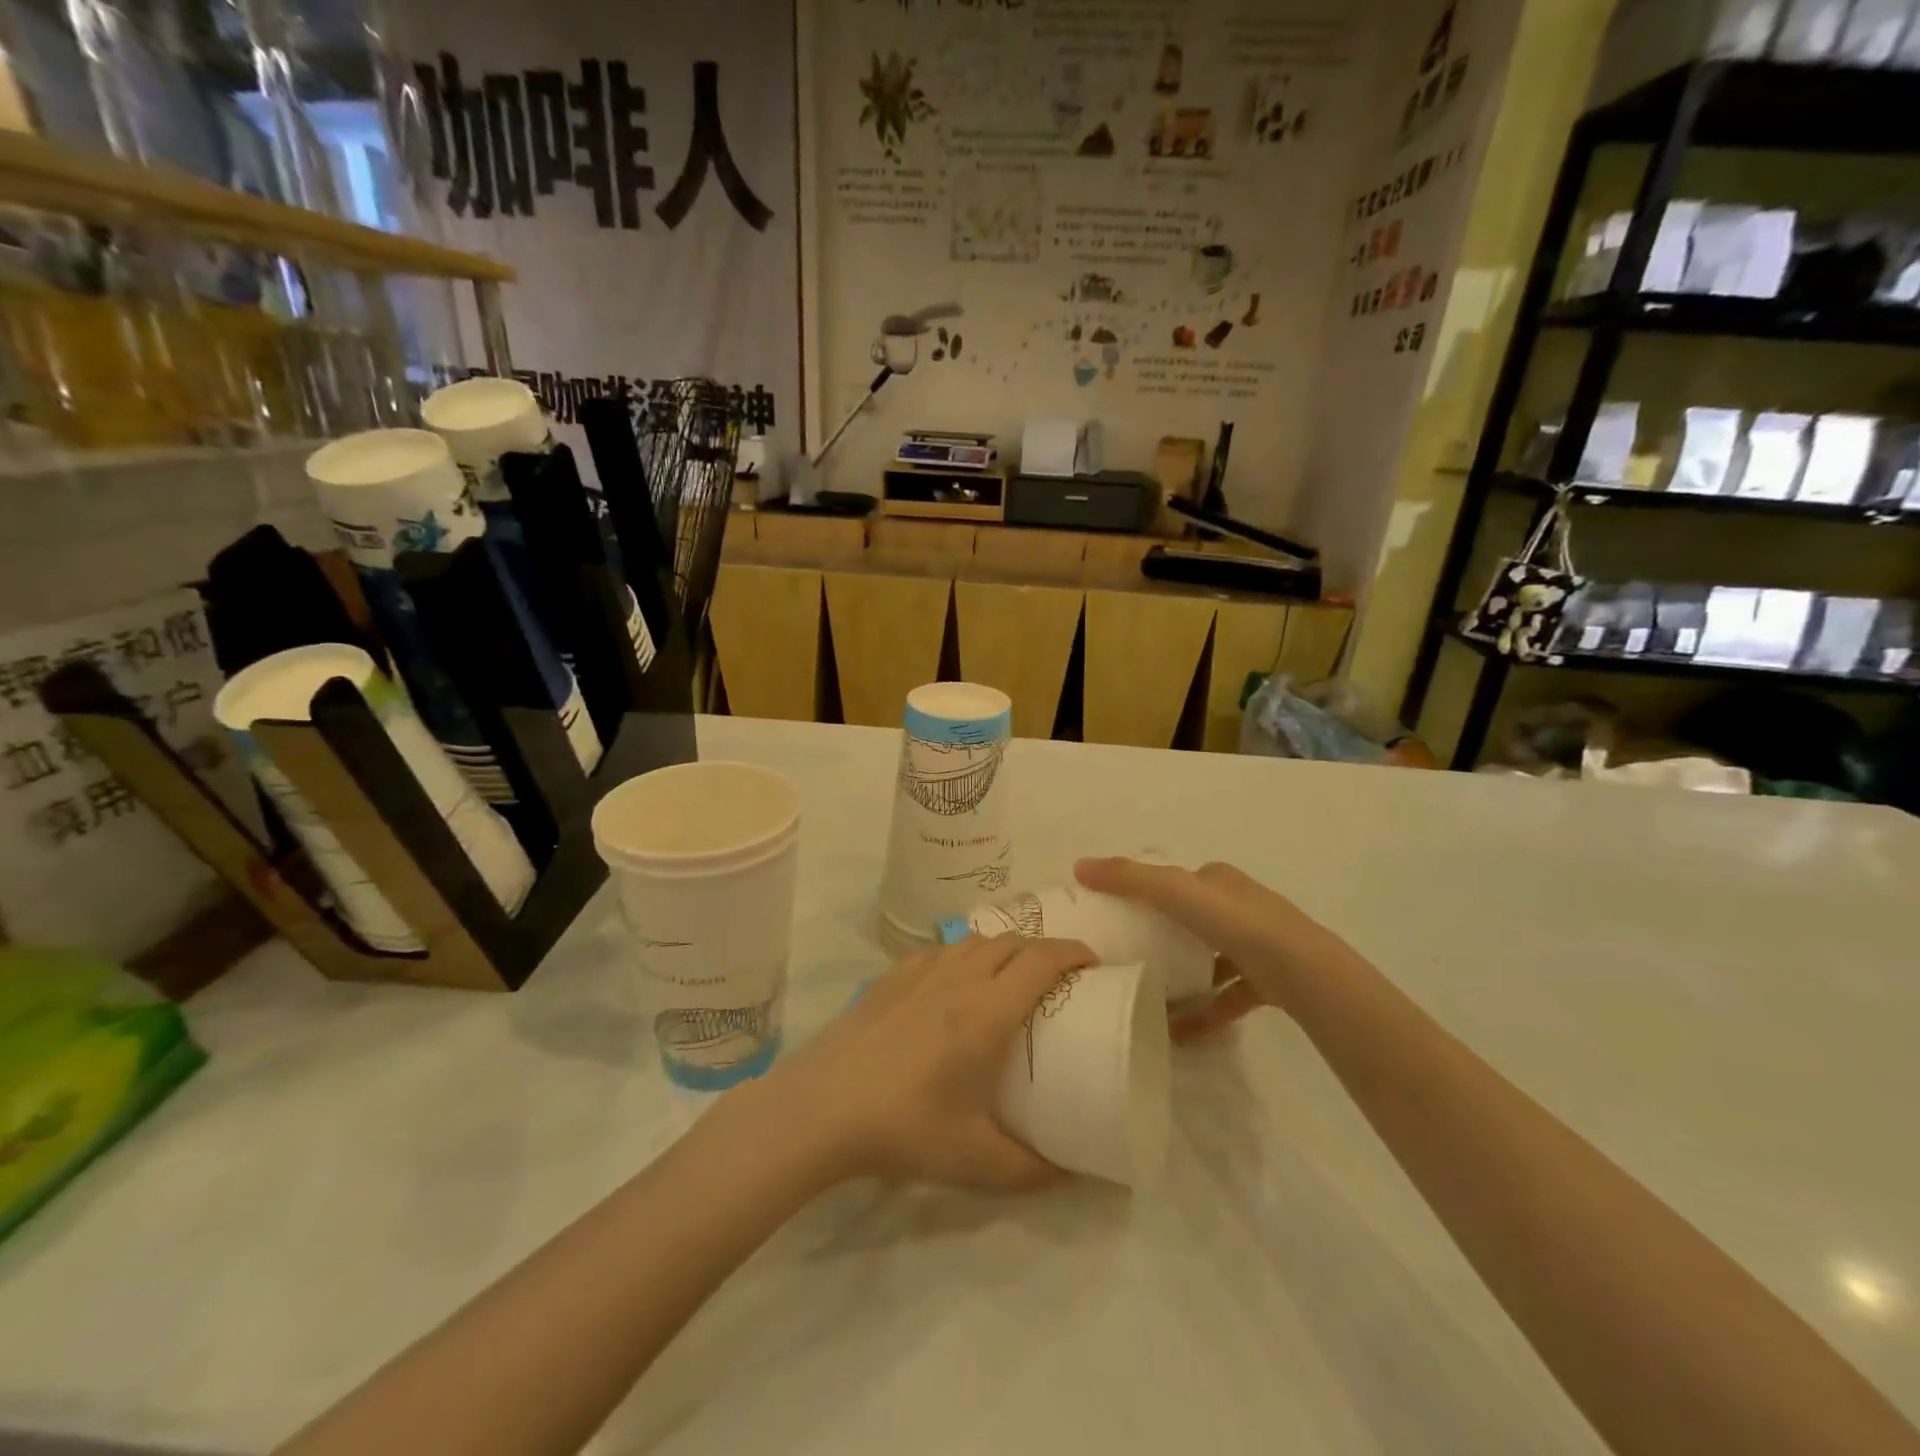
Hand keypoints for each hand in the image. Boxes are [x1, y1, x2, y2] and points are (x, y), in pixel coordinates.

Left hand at [744, 935, 1097, 1191]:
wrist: (822, 1107)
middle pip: (1013, 941)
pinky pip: (940, 949)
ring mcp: (920, 971)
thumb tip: (1070, 1172)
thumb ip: (1029, 1169)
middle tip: (1059, 976)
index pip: (1042, 960)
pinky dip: (963, 953)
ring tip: (1011, 975)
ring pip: (975, 939)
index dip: (1073, 953)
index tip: (1093, 965)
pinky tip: (955, 980)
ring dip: (1004, 947)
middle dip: (1044, 949)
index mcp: (987, 1011)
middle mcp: (958, 978)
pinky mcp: (891, 975)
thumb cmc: (904, 1127)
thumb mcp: (975, 1160)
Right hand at [1074, 857, 1351, 1041]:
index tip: (1120, 914)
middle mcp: (1241, 907)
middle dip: (1166, 936)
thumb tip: (1079, 865)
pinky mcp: (1270, 983)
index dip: (1150, 892)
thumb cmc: (1234, 923)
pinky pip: (1229, 996)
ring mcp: (1259, 947)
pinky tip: (1181, 1031)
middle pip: (1196, 919)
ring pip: (1213, 959)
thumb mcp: (1173, 892)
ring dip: (1186, 977)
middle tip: (1131, 956)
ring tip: (1153, 996)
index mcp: (1219, 881)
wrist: (1302, 971)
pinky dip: (1206, 1011)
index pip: (1180, 881)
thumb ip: (1128, 878)